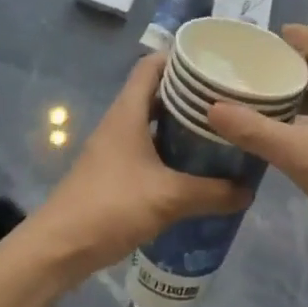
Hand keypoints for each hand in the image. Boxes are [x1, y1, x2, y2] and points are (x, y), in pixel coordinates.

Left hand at [34, 54, 250, 281]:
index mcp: (128, 112)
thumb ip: (212, 193)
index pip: (152, 64)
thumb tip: (249, 190)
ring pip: (153, 122)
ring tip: (219, 130)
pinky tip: (195, 167)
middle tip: (227, 99)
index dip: (180, 57)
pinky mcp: (114, 172)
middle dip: (190, 93)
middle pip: (156, 92)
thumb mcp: (169, 198)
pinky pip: (148, 148)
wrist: (58, 249)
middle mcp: (121, 122)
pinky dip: (171, 151)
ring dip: (181, 124)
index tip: (214, 62)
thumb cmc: (111, 207)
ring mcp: (115, 147)